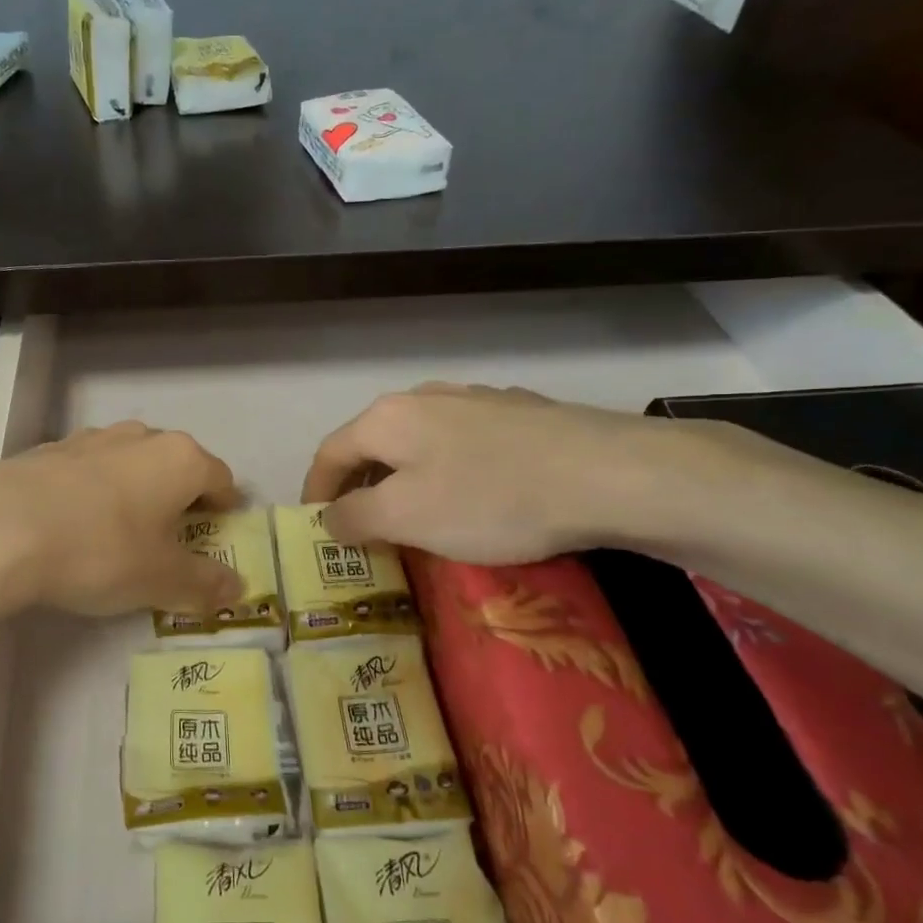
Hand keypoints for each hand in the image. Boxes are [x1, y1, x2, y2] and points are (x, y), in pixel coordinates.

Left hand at [0, 422, 245, 616]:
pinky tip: (73, 524)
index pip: (221, 477)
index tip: (220, 531)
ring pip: (129, 462)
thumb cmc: (100, 551)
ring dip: (134, 490)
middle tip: (171, 538)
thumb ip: (204, 583)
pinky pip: (86, 470)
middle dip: (179, 497)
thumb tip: (238, 588)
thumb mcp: (160, 579)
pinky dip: (92, 492)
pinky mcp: (47, 450)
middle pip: (175, 464)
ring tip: (121, 531)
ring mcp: (89, 439)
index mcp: (179, 459)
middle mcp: (139, 437)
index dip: (226, 507)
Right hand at [301, 383, 700, 563]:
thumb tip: (329, 516)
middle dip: (360, 485)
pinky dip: (448, 469)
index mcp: (387, 418)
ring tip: (416, 512)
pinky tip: (474, 493)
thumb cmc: (490, 499)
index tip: (314, 526)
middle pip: (373, 443)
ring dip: (404, 476)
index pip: (330, 453)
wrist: (607, 473)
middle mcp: (424, 396)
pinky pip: (462, 442)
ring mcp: (475, 398)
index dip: (314, 491)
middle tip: (362, 526)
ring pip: (419, 440)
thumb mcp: (406, 518)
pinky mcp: (517, 411)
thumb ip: (354, 517)